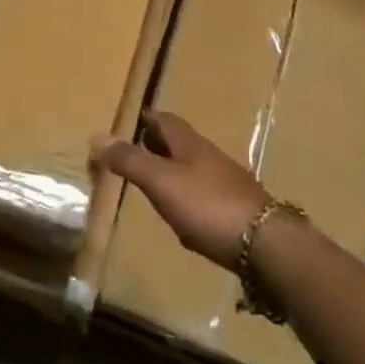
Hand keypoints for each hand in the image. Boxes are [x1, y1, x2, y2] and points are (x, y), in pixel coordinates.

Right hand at [93, 110, 271, 266]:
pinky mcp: (238, 211)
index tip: (131, 120)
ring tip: (153, 184)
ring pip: (194, 169)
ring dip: (173, 171)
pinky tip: (183, 215)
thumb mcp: (161, 182)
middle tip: (134, 152)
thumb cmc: (208, 205)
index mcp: (190, 144)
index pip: (166, 120)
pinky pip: (206, 195)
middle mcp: (210, 157)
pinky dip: (189, 197)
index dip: (148, 118)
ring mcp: (228, 184)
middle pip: (180, 143)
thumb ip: (130, 161)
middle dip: (158, 144)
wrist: (267, 245)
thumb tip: (96, 136)